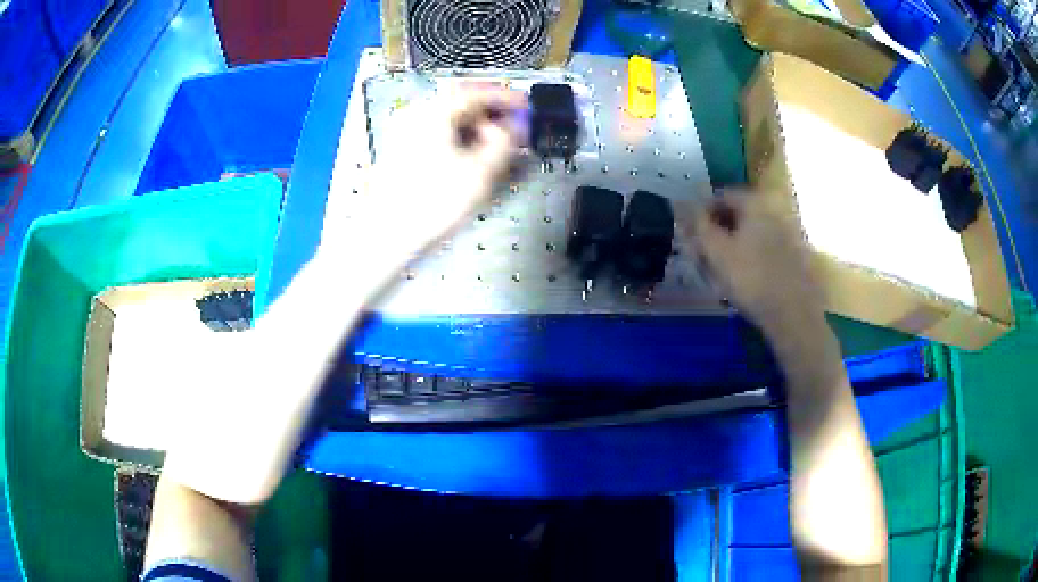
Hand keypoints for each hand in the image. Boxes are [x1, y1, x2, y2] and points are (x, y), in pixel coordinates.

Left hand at [319, 86, 527, 277]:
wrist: (385, 234)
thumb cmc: (434, 201)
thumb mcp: (479, 171)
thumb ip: (502, 143)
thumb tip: (512, 128)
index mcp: (435, 111)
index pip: (477, 94)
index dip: (506, 99)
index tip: (527, 105)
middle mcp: (417, 114)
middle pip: (461, 105)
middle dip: (491, 116)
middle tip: (515, 129)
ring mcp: (405, 132)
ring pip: (449, 122)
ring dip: (476, 130)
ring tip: (498, 146)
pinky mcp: (400, 151)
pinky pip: (437, 135)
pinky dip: (459, 140)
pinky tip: (472, 156)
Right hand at [687, 191, 824, 337]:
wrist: (794, 313)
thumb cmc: (752, 278)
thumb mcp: (717, 252)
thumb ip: (698, 225)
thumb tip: (681, 204)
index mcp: (755, 200)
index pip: (720, 196)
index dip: (702, 214)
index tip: (693, 236)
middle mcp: (775, 206)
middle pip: (739, 211)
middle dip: (720, 228)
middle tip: (705, 253)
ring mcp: (789, 228)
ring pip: (753, 229)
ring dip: (736, 242)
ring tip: (724, 268)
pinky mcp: (797, 251)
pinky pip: (767, 243)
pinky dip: (753, 252)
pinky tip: (746, 275)